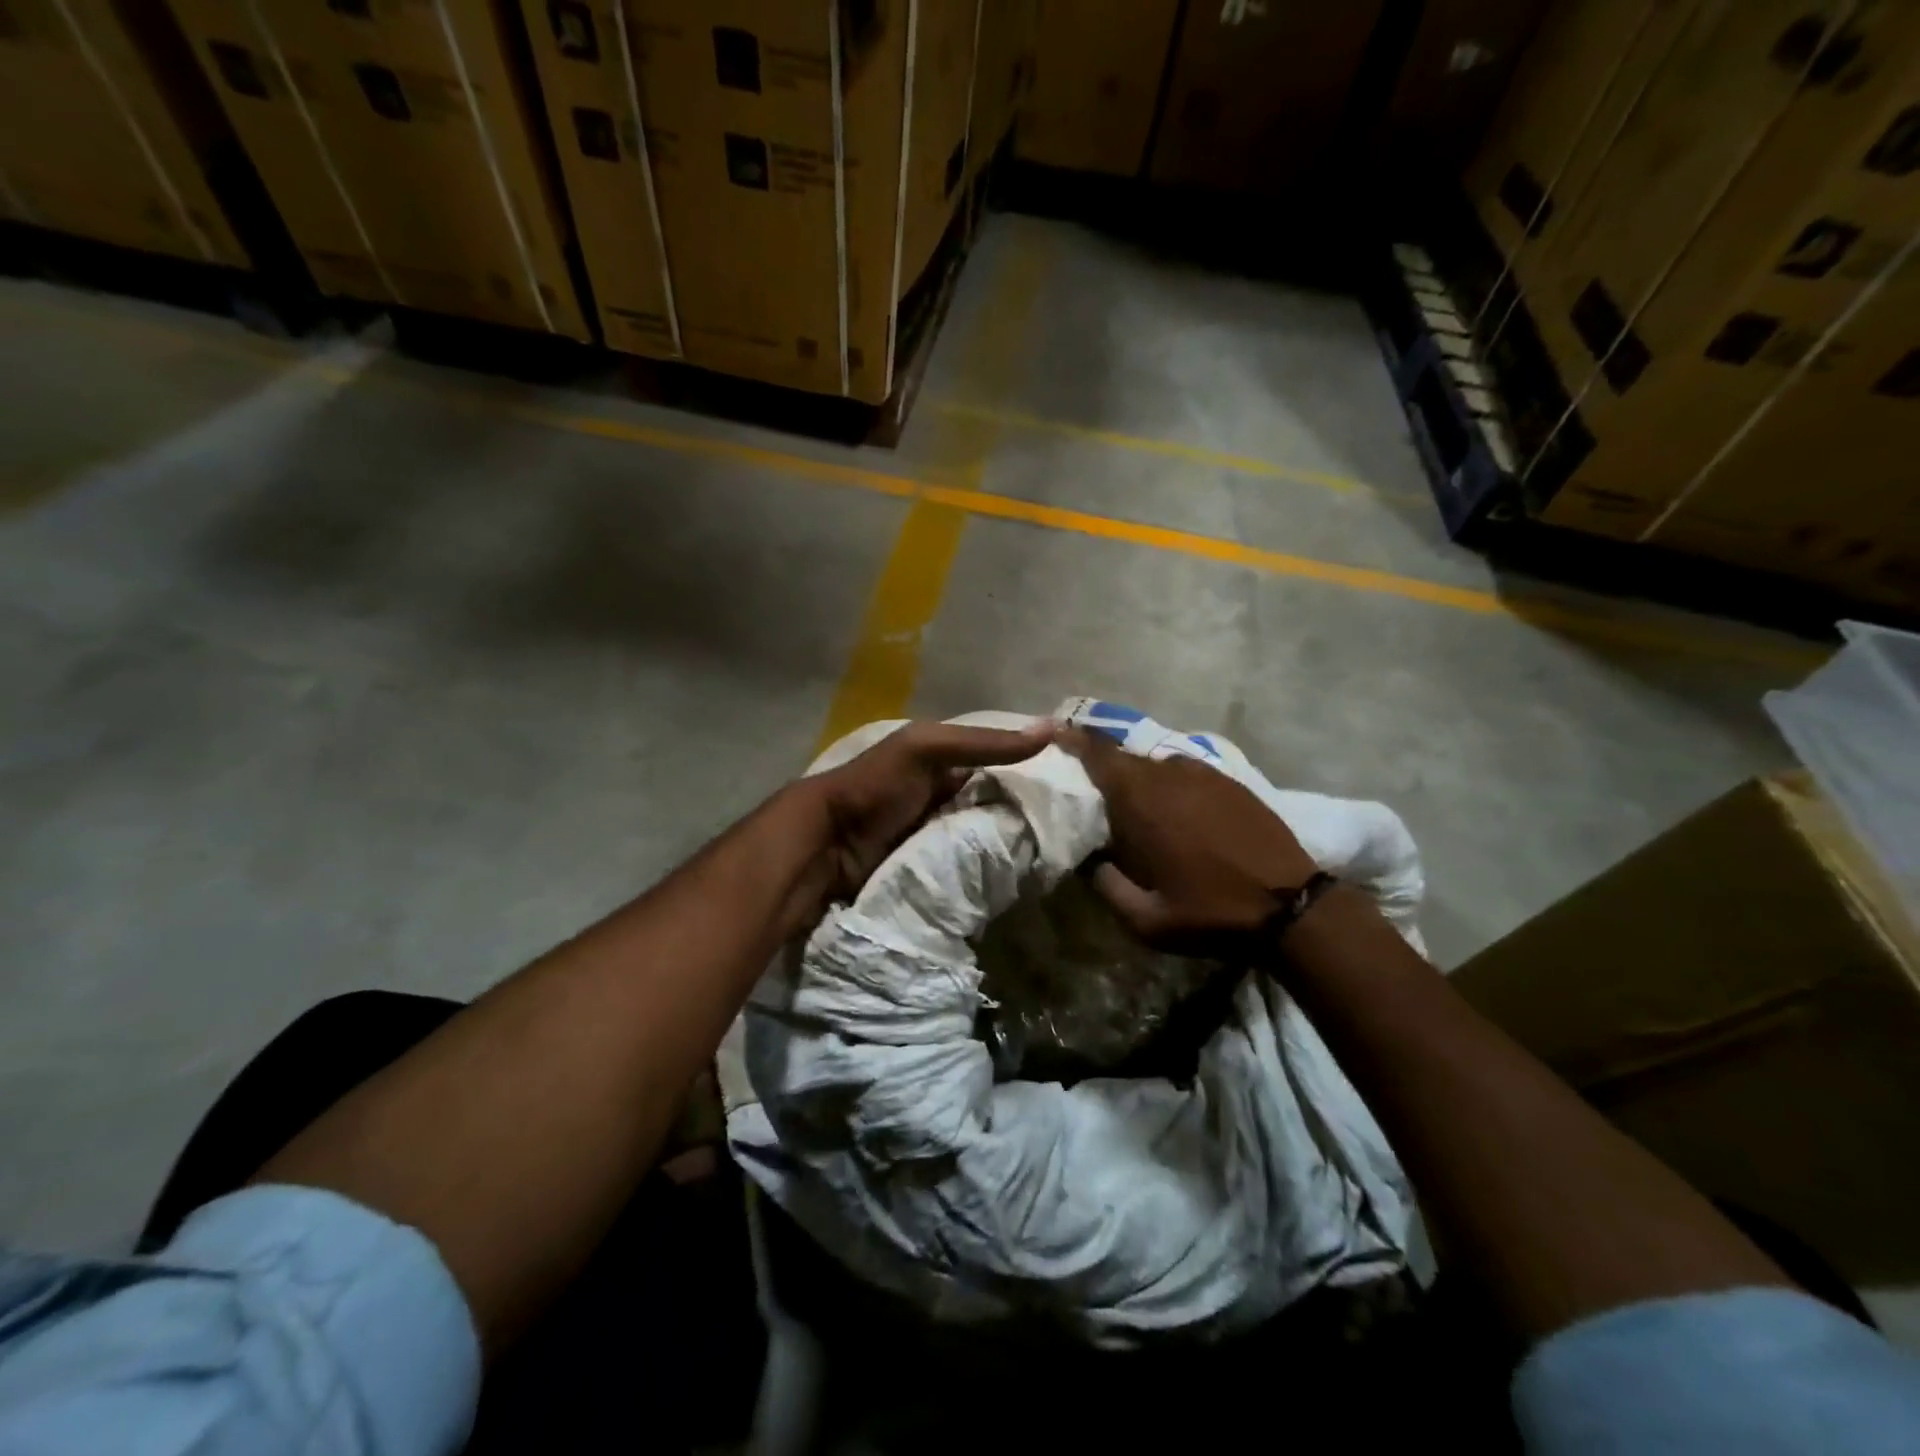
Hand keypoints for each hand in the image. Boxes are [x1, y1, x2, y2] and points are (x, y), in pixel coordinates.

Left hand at [805, 719, 1055, 908]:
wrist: (827, 845)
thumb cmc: (876, 786)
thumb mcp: (927, 749)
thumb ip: (984, 743)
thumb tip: (1053, 729)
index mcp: (944, 763)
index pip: (1000, 763)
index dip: (1032, 769)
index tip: (1075, 784)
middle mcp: (945, 798)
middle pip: (996, 804)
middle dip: (1028, 813)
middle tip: (1073, 826)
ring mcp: (940, 837)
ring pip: (988, 838)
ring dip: (1014, 845)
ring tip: (1059, 854)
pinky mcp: (936, 871)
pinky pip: (973, 867)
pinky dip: (993, 869)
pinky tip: (1025, 875)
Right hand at [1058, 726, 1318, 957]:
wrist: (1291, 907)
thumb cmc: (1210, 912)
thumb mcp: (1144, 919)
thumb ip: (1105, 884)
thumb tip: (1087, 860)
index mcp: (1140, 800)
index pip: (1095, 754)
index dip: (1070, 740)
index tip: (1051, 734)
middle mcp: (1168, 775)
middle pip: (1122, 756)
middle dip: (1099, 764)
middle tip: (1085, 783)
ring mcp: (1203, 774)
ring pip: (1154, 763)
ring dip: (1135, 776)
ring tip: (1128, 800)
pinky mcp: (1229, 782)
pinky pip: (1184, 771)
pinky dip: (1167, 781)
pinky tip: (1171, 806)